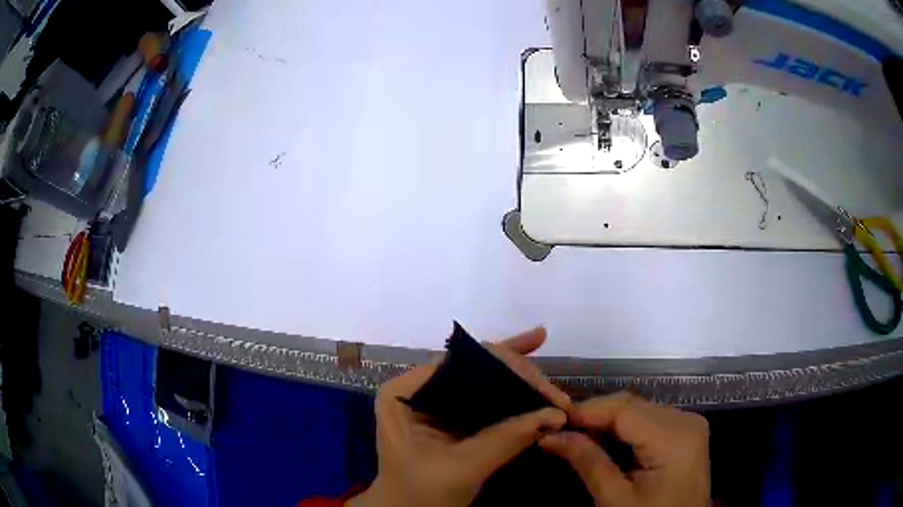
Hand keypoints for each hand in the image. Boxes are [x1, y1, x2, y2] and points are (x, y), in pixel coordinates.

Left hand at [351, 327, 570, 506]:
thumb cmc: (421, 495)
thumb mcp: (461, 468)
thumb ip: (504, 439)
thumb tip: (555, 414)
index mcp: (405, 393)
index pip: (459, 365)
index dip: (506, 367)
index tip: (543, 384)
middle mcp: (419, 387)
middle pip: (475, 368)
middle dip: (521, 376)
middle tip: (557, 395)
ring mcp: (436, 401)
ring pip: (485, 380)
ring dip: (522, 384)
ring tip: (556, 395)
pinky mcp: (451, 417)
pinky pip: (486, 399)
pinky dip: (515, 396)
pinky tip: (540, 388)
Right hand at [540, 393, 709, 506]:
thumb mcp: (615, 499)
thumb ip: (588, 463)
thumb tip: (551, 435)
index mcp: (675, 439)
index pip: (625, 411)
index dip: (587, 411)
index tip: (553, 420)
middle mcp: (686, 420)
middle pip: (633, 405)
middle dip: (594, 414)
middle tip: (560, 430)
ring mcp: (689, 423)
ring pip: (639, 408)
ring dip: (607, 419)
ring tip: (577, 435)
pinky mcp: (686, 430)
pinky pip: (649, 417)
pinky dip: (624, 426)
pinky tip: (604, 439)